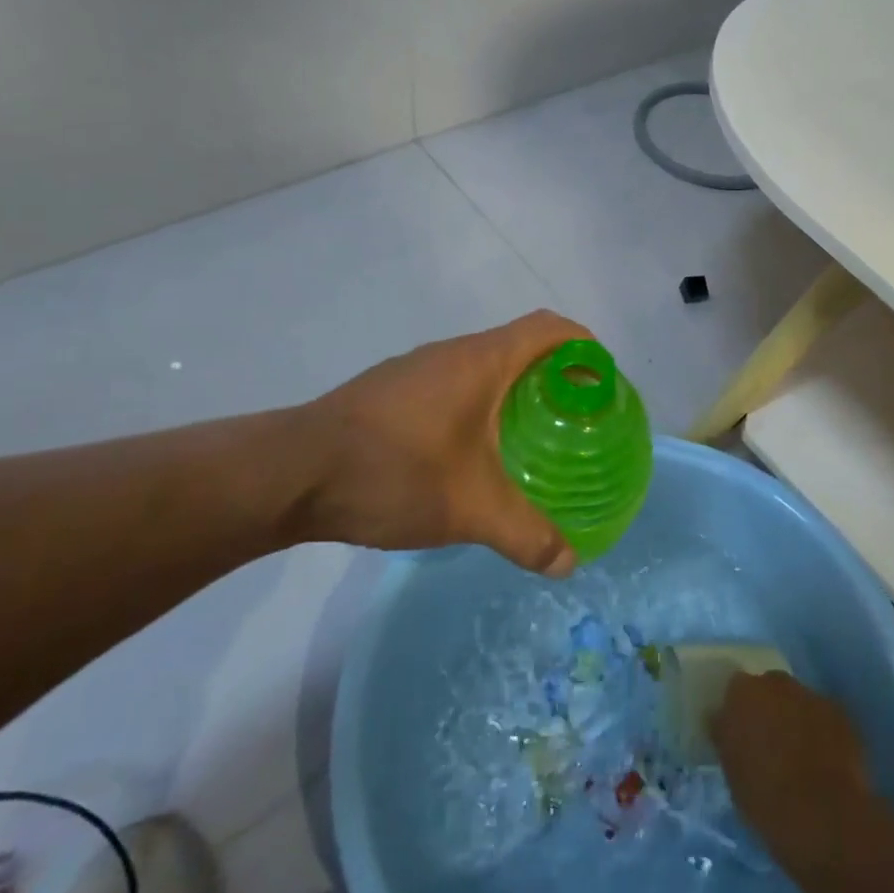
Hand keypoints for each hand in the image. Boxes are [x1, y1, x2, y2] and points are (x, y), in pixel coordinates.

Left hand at [288, 310, 590, 575]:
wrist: (291, 474)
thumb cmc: (393, 471)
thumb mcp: (469, 509)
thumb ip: (526, 535)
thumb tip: (569, 564)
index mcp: (482, 361)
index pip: (551, 328)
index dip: (584, 347)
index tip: (602, 383)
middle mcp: (452, 353)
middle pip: (521, 345)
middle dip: (555, 375)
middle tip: (575, 421)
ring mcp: (417, 370)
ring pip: (484, 367)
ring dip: (514, 392)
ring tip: (530, 440)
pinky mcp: (391, 392)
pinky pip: (454, 385)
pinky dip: (480, 406)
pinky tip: (472, 455)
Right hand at [710, 671, 874, 870]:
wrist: (824, 817)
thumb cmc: (765, 798)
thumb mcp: (731, 770)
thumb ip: (726, 736)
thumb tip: (722, 720)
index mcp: (743, 692)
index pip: (736, 689)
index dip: (739, 711)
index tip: (741, 733)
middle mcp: (777, 683)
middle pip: (770, 689)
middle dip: (769, 709)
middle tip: (769, 743)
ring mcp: (812, 696)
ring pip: (798, 702)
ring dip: (796, 719)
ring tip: (799, 755)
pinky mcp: (842, 715)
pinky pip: (824, 718)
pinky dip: (821, 732)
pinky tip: (824, 760)